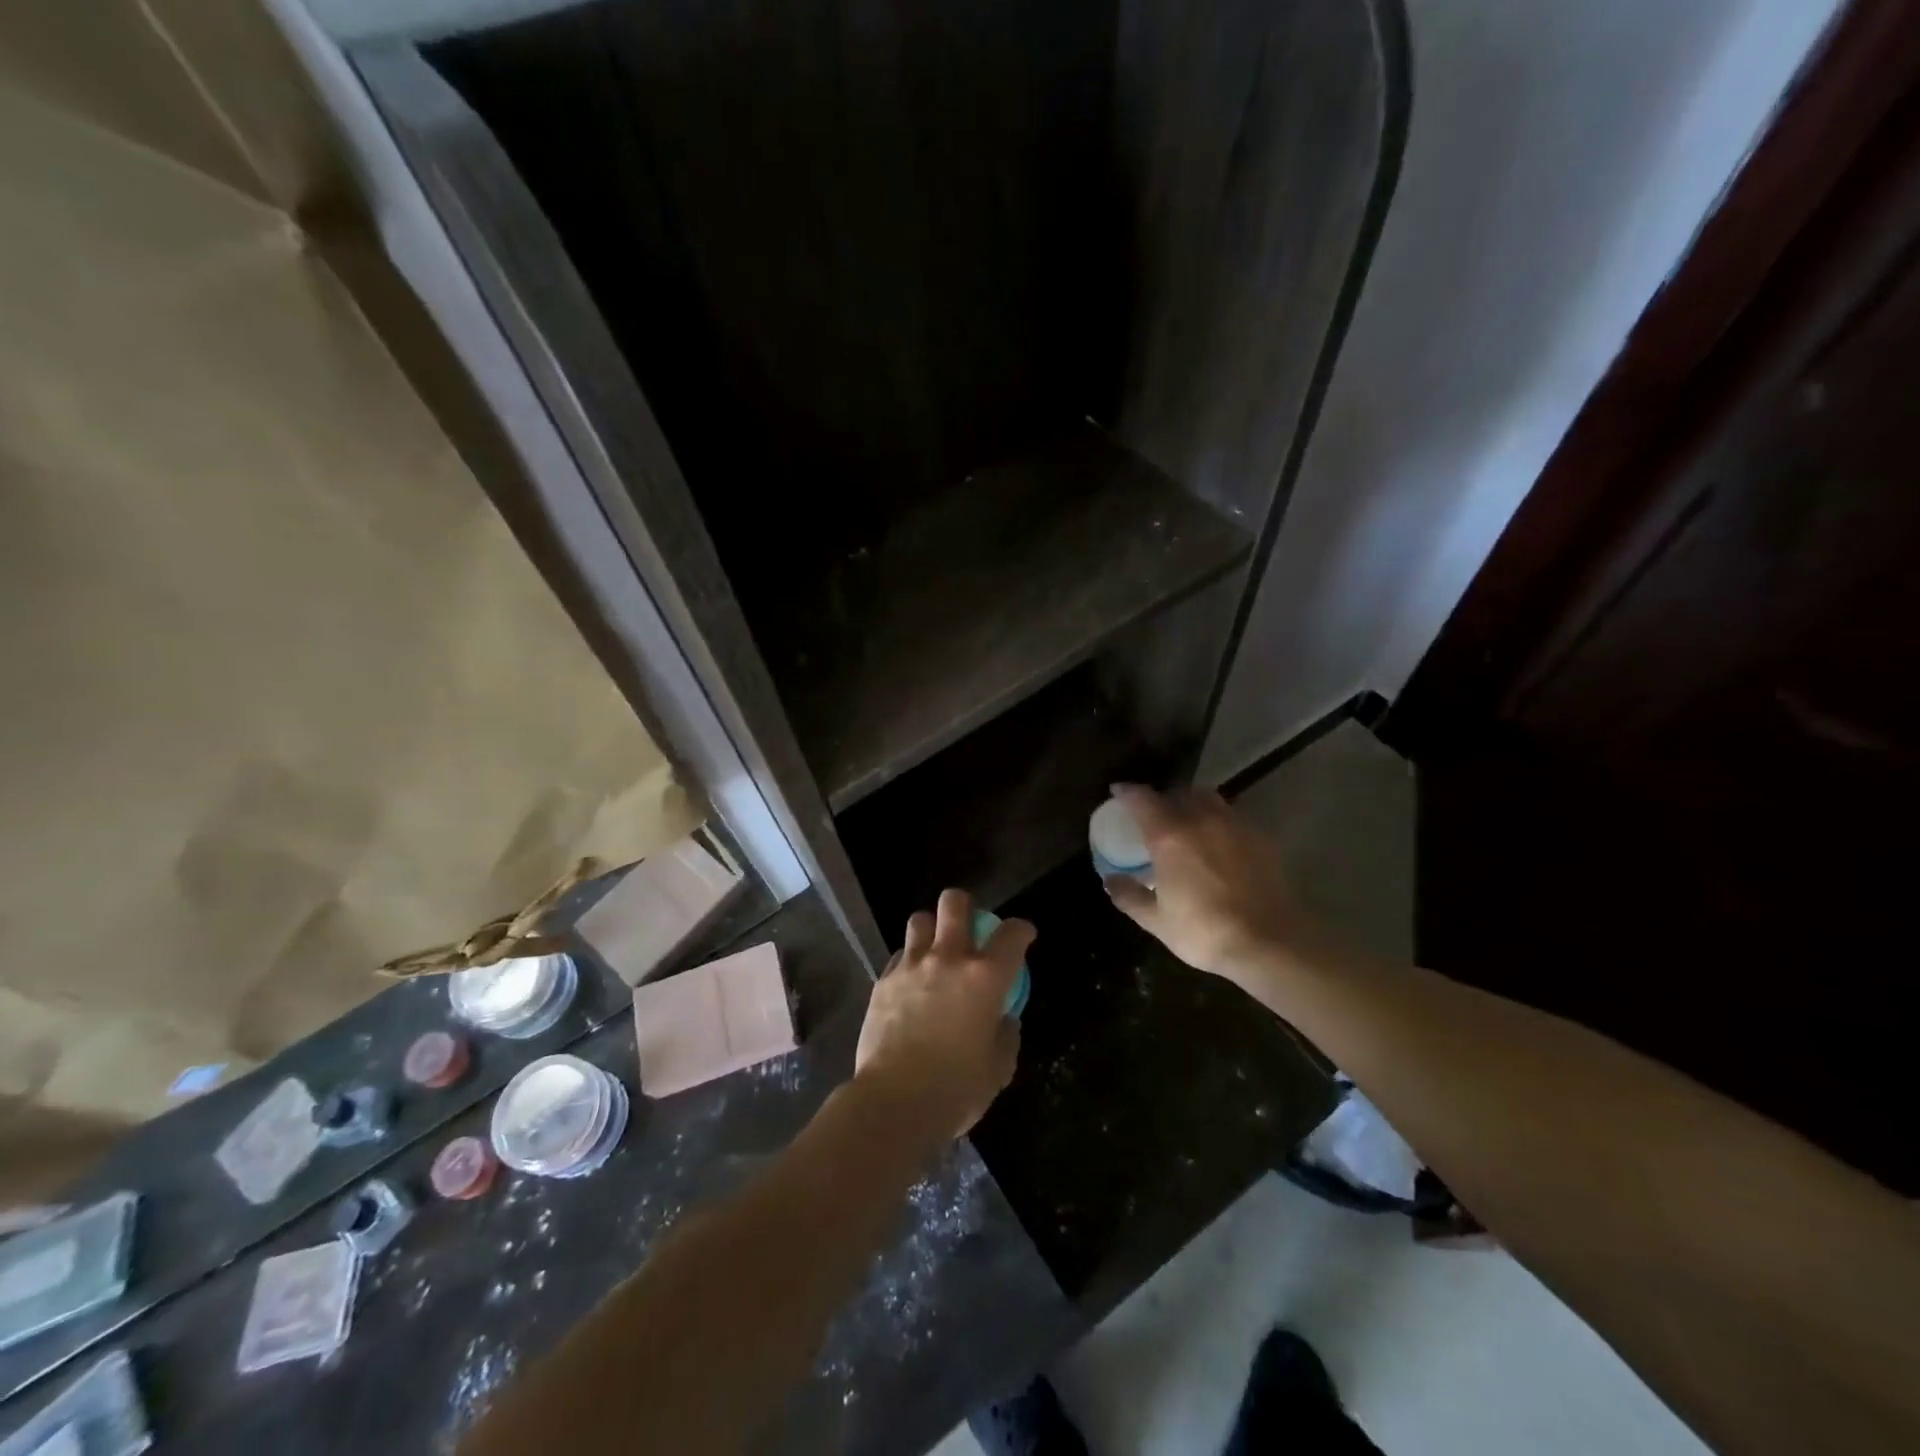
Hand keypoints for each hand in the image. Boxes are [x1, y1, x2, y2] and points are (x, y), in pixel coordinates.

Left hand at [853, 889, 1032, 1141]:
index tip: (1023, 936)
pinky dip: (909, 961)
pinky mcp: (883, 980)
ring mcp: (911, 966)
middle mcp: (948, 959)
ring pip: (920, 920)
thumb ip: (1005, 1035)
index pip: (1011, 934)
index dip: (1021, 930)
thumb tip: (1003, 1019)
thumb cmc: (955, 1089)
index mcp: (985, 977)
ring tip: (935, 951)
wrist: (894, 1102)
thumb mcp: (998, 1068)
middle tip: (970, 927)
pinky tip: (912, 982)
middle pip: (954, 903)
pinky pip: (899, 955)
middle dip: (965, 906)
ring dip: (932, 929)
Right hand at [1101, 783, 1312, 983]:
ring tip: (1189, 823)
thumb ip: (1130, 896)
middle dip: (1164, 797)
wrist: (1269, 944)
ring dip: (1194, 804)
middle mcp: (1201, 820)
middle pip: (1179, 792)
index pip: (1142, 799)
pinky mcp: (1261, 838)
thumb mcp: (1157, 921)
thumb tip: (1110, 880)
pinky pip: (1233, 817)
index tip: (1118, 791)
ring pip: (1209, 799)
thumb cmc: (1204, 932)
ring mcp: (1235, 826)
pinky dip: (1219, 822)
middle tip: (1155, 814)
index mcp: (1169, 836)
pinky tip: (1220, 843)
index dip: (1127, 792)